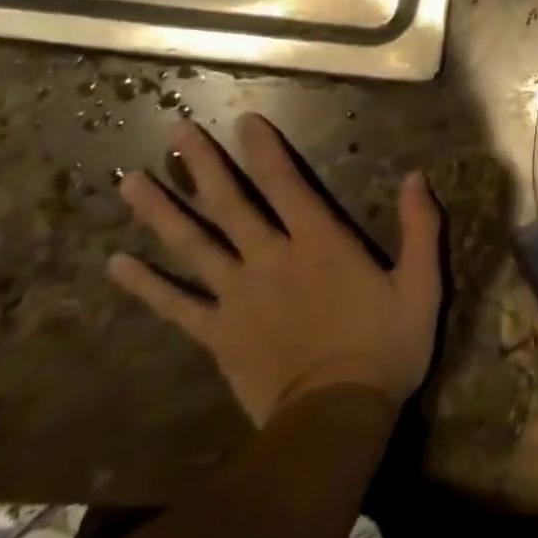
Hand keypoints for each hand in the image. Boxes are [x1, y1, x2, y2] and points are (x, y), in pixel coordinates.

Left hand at [109, 114, 442, 425]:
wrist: (335, 418)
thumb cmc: (384, 348)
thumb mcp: (421, 285)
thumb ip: (420, 228)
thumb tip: (417, 176)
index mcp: (319, 243)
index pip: (286, 183)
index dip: (266, 149)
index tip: (246, 119)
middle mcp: (270, 258)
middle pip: (230, 204)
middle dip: (203, 165)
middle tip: (176, 130)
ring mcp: (238, 296)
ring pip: (193, 245)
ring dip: (161, 212)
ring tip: (130, 182)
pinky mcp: (218, 334)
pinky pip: (176, 305)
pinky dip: (146, 285)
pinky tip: (116, 264)